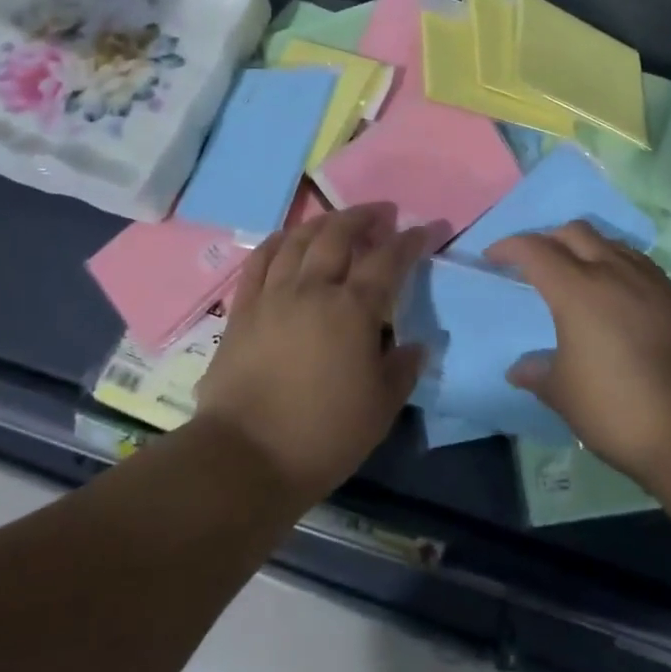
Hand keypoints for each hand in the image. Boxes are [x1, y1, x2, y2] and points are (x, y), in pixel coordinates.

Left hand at [194, 202, 435, 504]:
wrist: (245, 457)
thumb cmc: (323, 436)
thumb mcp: (380, 409)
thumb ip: (402, 370)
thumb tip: (415, 346)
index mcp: (352, 310)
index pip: (388, 260)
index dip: (411, 240)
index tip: (427, 229)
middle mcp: (313, 289)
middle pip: (338, 234)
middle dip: (364, 217)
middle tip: (381, 214)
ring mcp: (273, 295)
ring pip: (298, 240)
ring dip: (322, 222)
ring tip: (337, 221)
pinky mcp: (243, 309)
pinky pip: (259, 260)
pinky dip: (277, 241)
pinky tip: (287, 238)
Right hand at [487, 222, 670, 483]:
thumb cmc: (615, 407)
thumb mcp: (563, 394)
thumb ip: (537, 373)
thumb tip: (519, 369)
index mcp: (575, 289)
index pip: (534, 249)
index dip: (508, 247)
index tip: (492, 258)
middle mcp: (611, 271)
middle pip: (573, 231)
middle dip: (548, 239)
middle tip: (534, 263)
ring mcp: (647, 281)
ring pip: (608, 241)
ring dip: (584, 247)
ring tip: (574, 272)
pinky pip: (635, 261)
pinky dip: (614, 262)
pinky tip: (614, 289)